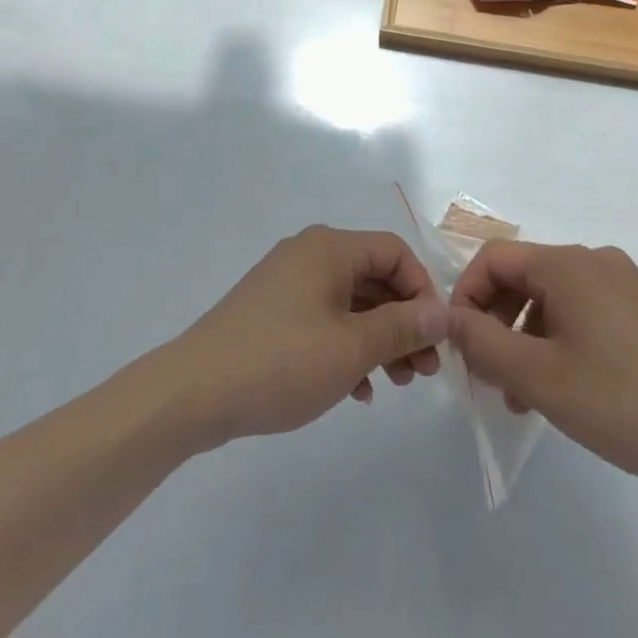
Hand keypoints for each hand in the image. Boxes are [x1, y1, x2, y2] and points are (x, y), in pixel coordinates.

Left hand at [169, 226, 447, 449]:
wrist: (196, 390)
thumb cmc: (282, 361)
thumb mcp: (352, 347)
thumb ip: (402, 326)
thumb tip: (441, 312)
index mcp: (329, 248)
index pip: (394, 251)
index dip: (422, 290)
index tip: (436, 338)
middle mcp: (310, 253)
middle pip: (373, 276)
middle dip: (404, 321)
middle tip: (424, 371)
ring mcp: (288, 281)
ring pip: (350, 301)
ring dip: (379, 338)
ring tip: (397, 383)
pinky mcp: (272, 310)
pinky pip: (324, 318)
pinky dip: (347, 345)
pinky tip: (357, 389)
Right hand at [448, 241, 637, 505]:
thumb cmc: (622, 403)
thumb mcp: (538, 378)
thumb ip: (483, 342)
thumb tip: (451, 318)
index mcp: (568, 264)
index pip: (494, 259)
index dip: (466, 295)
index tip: (459, 343)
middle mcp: (595, 260)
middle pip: (524, 277)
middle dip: (497, 322)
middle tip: (488, 375)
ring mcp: (626, 282)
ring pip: (554, 297)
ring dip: (528, 337)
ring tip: (524, 396)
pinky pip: (585, 310)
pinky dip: (561, 339)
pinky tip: (567, 387)